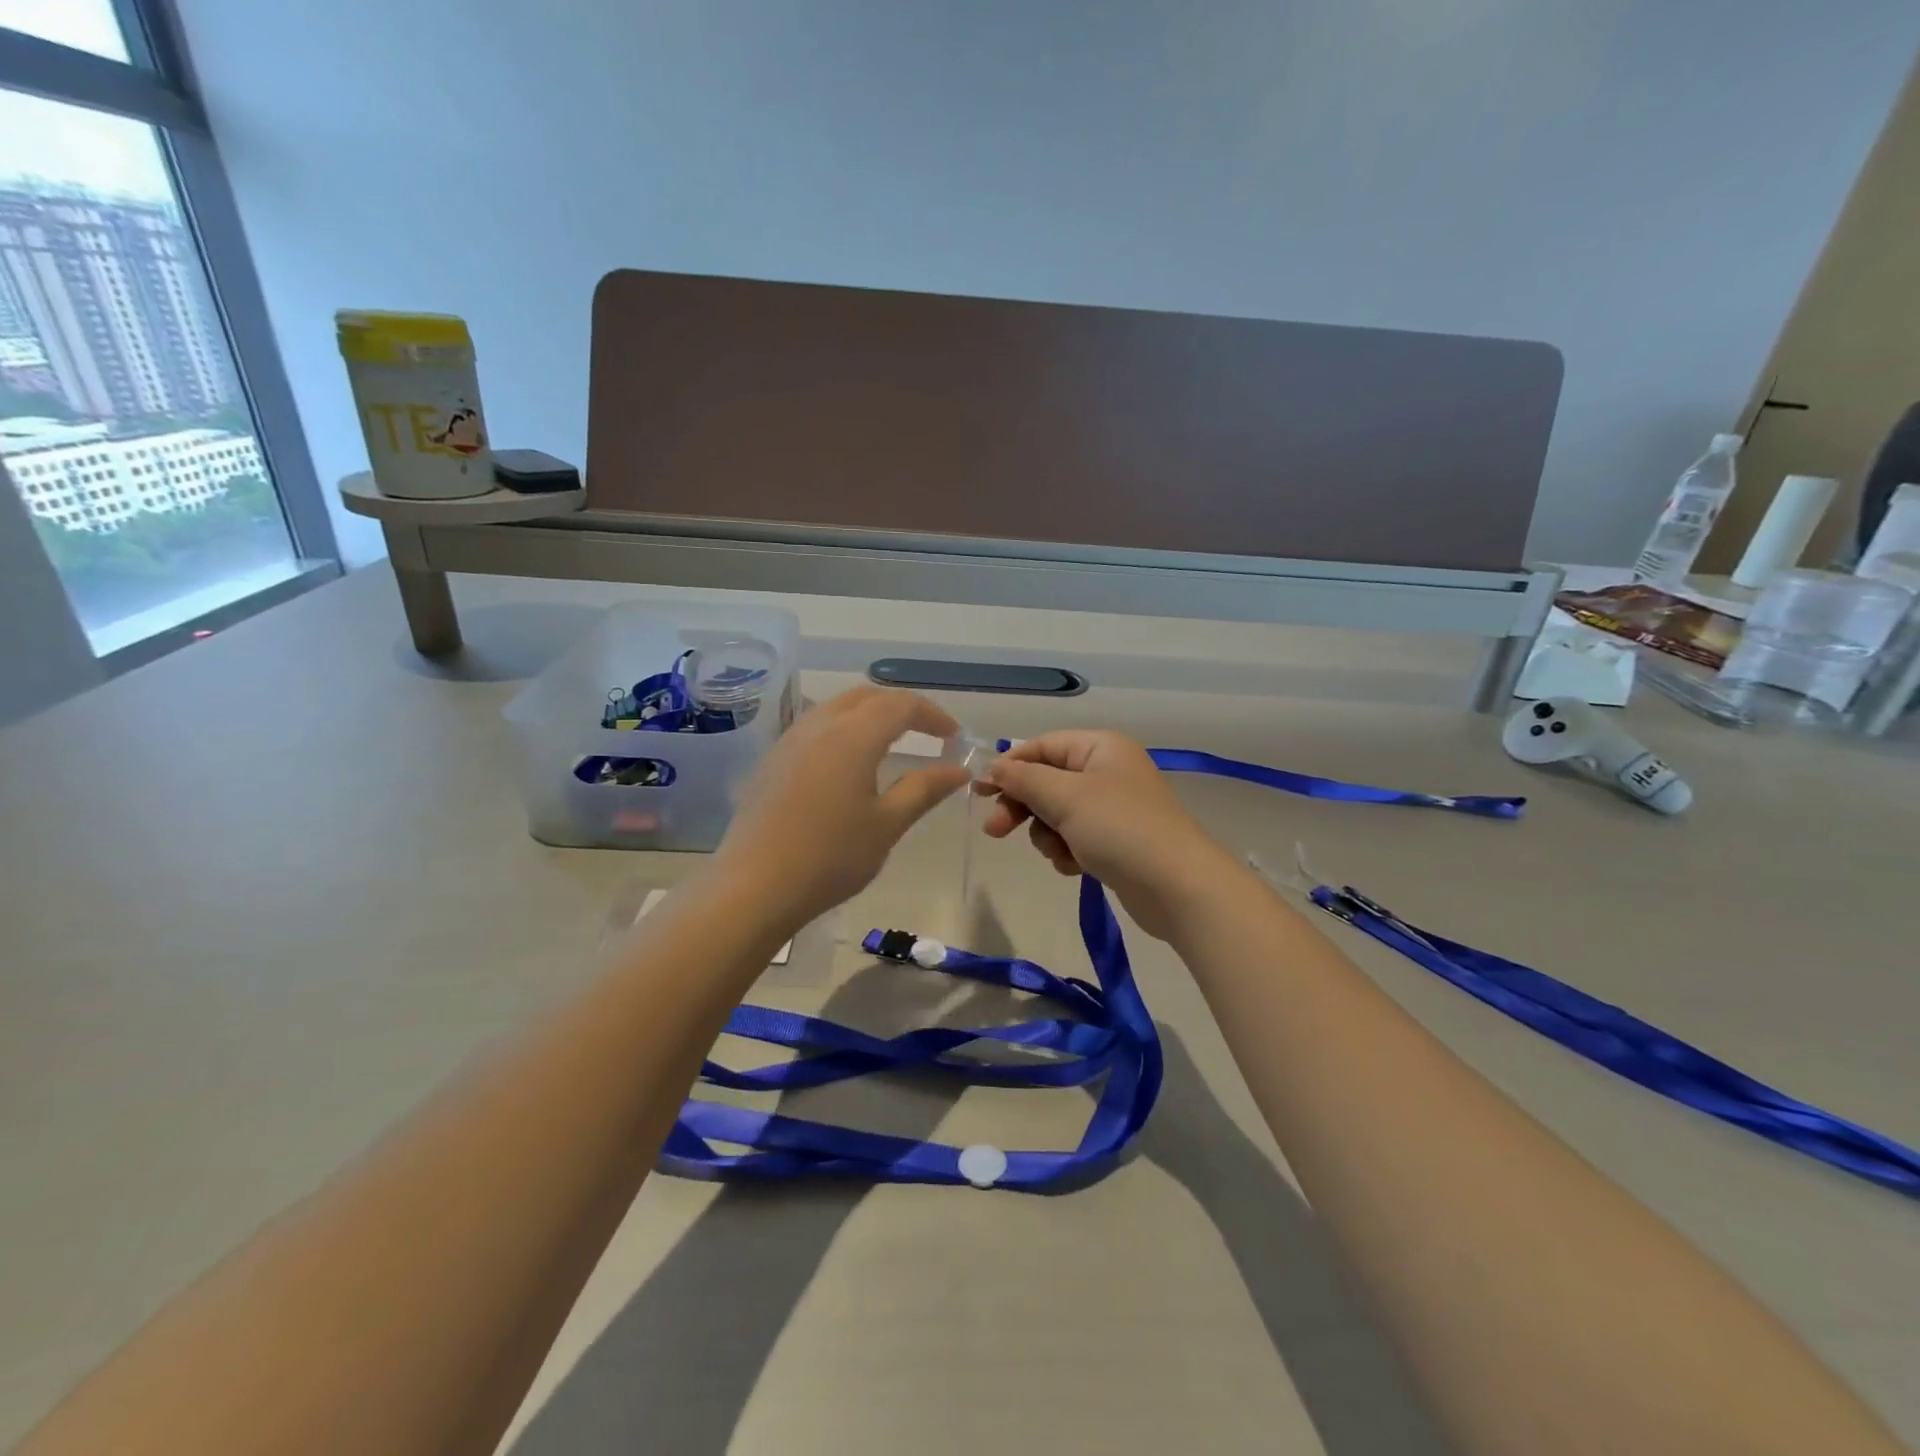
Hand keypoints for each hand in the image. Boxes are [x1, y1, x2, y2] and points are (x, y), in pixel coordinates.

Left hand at [713, 686, 968, 928]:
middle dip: (901, 707)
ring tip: (892, 743)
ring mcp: (790, 741)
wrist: (754, 886)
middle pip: (867, 697)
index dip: (932, 715)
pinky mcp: (772, 761)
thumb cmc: (831, 857)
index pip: (901, 705)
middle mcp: (820, 725)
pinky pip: (815, 727)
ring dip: (870, 715)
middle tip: (927, 732)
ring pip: (837, 708)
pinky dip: (844, 730)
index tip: (954, 737)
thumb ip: (925, 789)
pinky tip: (849, 763)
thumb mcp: (888, 824)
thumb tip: (959, 769)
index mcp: (853, 735)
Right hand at [980, 729, 1242, 939]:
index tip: (979, 790)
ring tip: (1058, 852)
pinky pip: (1075, 838)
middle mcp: (1107, 771)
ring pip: (1057, 813)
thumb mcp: (1065, 797)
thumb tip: (994, 767)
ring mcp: (1113, 808)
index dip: (1010, 766)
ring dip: (1047, 834)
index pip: (1043, 746)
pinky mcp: (1116, 841)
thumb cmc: (1119, 829)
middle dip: (1023, 806)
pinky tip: (1074, 867)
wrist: (1177, 887)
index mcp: (1100, 747)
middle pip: (1047, 781)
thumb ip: (1024, 779)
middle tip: (995, 831)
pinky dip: (1067, 851)